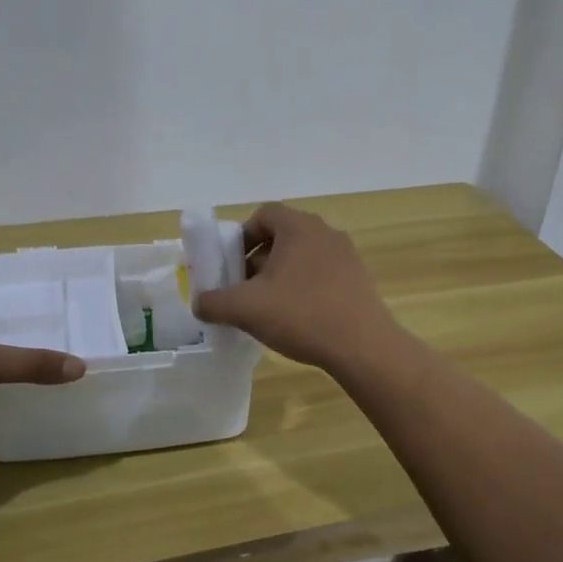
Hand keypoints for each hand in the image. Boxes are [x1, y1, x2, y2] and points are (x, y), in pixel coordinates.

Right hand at [193, 203, 403, 374]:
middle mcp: (325, 232)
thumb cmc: (301, 315)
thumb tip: (199, 303)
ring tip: (269, 308)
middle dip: (258, 260)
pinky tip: (298, 319)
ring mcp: (347, 255)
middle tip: (245, 290)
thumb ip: (214, 302)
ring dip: (281, 276)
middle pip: (282, 236)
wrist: (363, 346)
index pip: (263, 215)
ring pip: (302, 257)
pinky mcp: (359, 279)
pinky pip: (322, 274)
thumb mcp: (245, 309)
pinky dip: (304, 288)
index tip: (231, 265)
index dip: (241, 236)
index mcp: (298, 226)